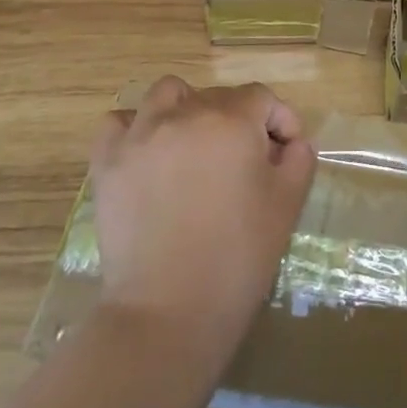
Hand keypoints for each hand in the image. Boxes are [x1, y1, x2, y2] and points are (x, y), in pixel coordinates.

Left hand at [89, 77, 314, 358]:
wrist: (168, 313)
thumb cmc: (238, 258)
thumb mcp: (287, 205)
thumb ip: (299, 160)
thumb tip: (292, 142)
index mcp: (231, 121)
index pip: (261, 98)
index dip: (279, 120)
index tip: (286, 153)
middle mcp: (185, 115)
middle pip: (217, 96)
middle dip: (238, 120)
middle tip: (245, 162)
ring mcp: (140, 136)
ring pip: (167, 94)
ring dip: (186, 109)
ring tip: (194, 145)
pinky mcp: (108, 163)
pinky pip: (118, 123)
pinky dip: (135, 129)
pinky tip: (149, 155)